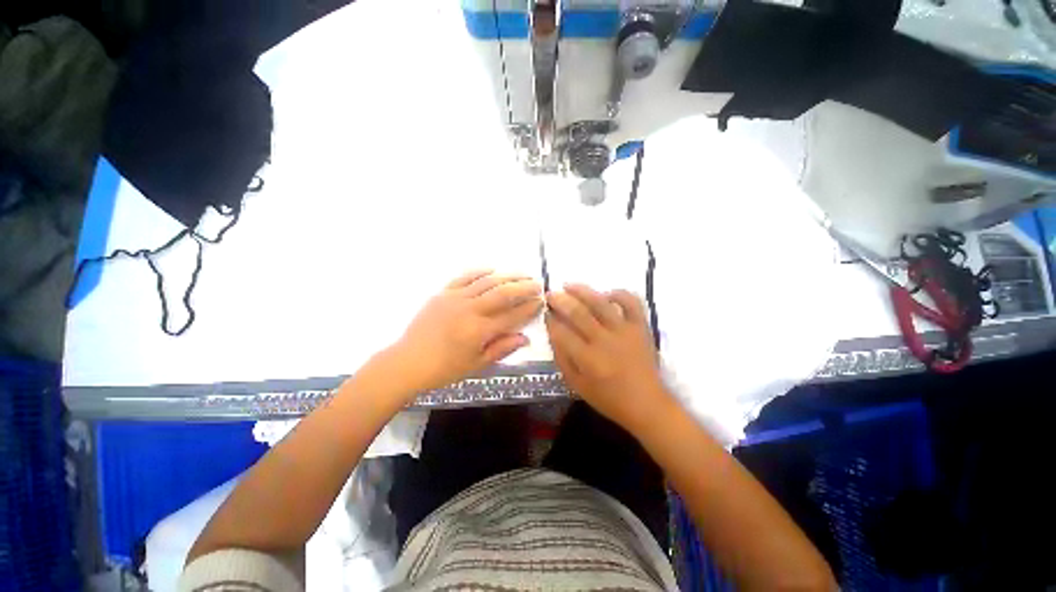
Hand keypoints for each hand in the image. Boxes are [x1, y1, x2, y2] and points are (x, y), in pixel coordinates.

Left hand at [390, 270, 543, 393]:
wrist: (407, 362)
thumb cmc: (444, 369)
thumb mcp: (477, 365)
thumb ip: (502, 349)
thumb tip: (525, 338)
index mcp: (479, 331)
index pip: (512, 315)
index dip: (529, 308)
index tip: (541, 302)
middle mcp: (470, 310)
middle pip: (503, 293)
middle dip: (523, 287)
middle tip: (537, 283)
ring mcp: (455, 299)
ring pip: (486, 282)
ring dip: (507, 276)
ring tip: (522, 274)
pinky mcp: (443, 293)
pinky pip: (464, 277)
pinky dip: (480, 272)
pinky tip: (492, 269)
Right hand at [545, 284, 674, 431]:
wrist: (647, 404)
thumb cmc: (608, 398)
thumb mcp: (577, 385)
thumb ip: (562, 359)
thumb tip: (553, 333)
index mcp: (588, 360)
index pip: (562, 333)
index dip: (550, 321)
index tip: (545, 314)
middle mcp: (605, 342)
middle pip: (578, 313)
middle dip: (560, 301)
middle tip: (550, 294)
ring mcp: (625, 331)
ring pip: (601, 303)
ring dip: (582, 291)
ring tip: (568, 285)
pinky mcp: (641, 327)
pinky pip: (632, 303)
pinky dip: (619, 294)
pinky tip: (606, 294)